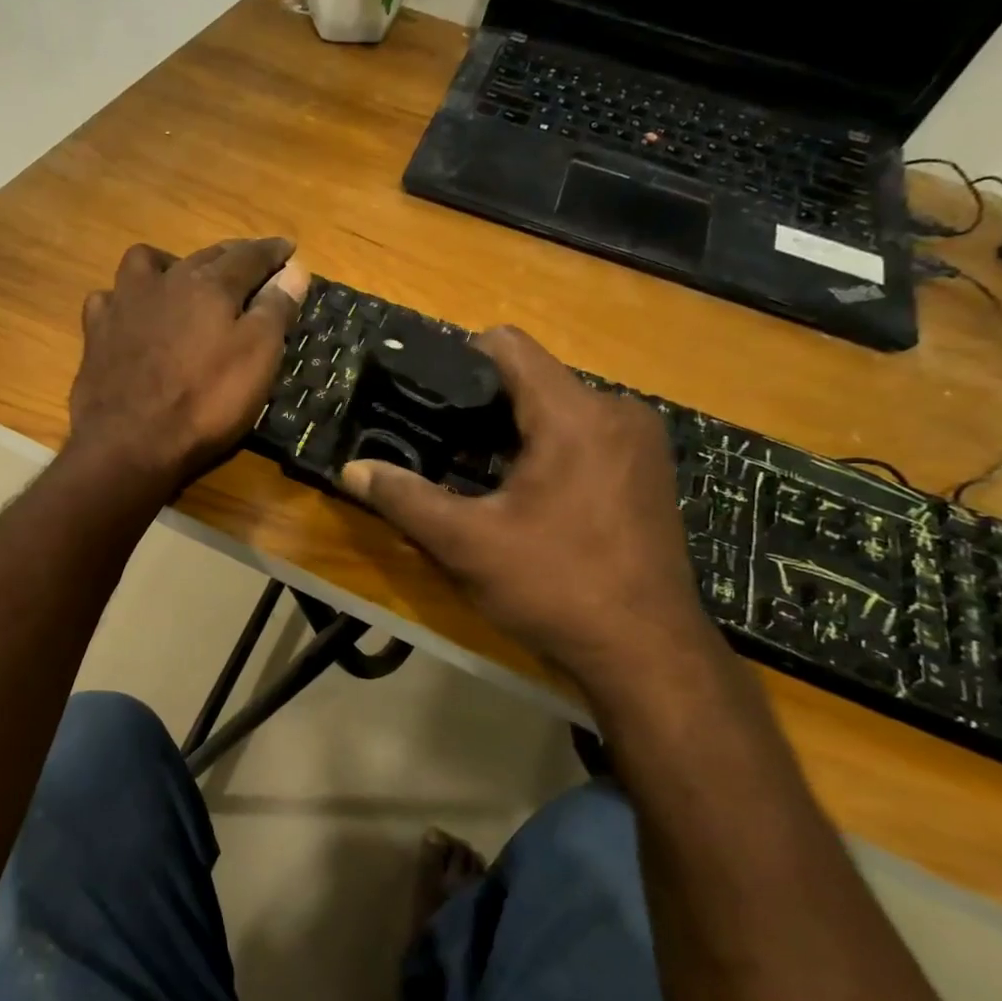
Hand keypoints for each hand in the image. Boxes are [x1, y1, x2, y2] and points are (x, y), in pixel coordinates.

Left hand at [67, 239, 308, 494]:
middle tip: (249, 264)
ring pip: (146, 263)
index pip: (249, 257)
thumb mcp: (257, 358)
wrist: (130, 442)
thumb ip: (275, 310)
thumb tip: (294, 269)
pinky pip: (109, 299)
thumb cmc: (205, 402)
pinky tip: (131, 315)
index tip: (289, 249)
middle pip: (204, 256)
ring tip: (182, 281)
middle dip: (231, 256)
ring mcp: (124, 304)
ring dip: (170, 264)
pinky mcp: (96, 332)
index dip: (272, 252)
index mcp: (210, 286)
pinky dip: (124, 300)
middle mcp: (166, 282)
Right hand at [340, 326, 715, 694]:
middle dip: (484, 406)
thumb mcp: (466, 544)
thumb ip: (405, 498)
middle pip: (533, 379)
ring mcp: (640, 442)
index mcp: (574, 414)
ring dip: (515, 432)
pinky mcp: (650, 471)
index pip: (508, 346)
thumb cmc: (555, 587)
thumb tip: (351, 470)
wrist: (647, 654)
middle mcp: (616, 411)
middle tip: (440, 446)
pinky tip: (527, 496)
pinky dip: (549, 450)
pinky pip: (587, 436)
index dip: (458, 359)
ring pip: (560, 410)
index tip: (426, 395)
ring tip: (476, 473)